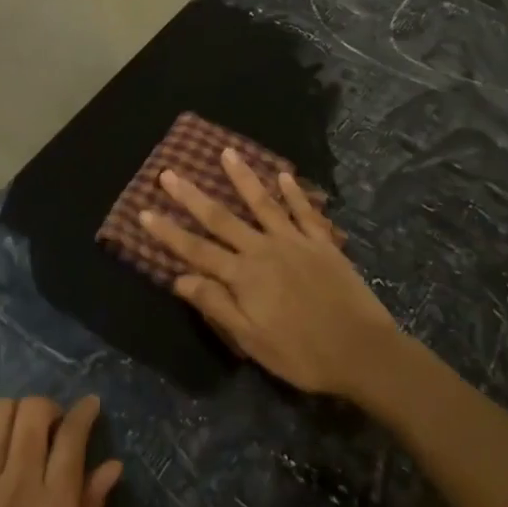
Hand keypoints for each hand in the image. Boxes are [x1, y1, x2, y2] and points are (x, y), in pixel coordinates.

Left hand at [0, 396, 122, 506]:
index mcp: (55, 504)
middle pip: (33, 411)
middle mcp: (19, 482)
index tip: (90, 406)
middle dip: (48, 407)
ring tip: (17, 435)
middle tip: (51, 427)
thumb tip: (112, 466)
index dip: (84, 411)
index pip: (73, 435)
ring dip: (13, 414)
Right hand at [139, 150, 400, 397]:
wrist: (363, 352)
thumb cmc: (302, 354)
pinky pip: (305, 212)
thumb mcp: (252, 341)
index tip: (144, 211)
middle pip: (221, 219)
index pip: (196, 250)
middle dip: (192, 195)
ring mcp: (295, 242)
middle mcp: (263, 250)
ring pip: (262, 203)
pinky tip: (284, 175)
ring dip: (242, 177)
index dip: (168, 232)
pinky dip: (294, 192)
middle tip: (169, 172)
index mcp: (243, 277)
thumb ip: (217, 306)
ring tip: (226, 152)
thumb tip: (179, 279)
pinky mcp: (322, 244)